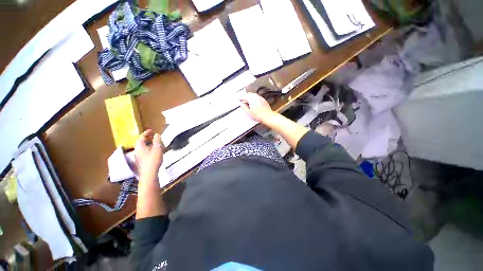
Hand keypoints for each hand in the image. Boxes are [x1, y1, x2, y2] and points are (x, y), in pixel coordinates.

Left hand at [134, 129, 163, 176]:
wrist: (149, 173)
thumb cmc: (153, 159)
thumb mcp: (157, 148)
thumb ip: (157, 141)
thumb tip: (157, 134)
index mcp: (140, 146)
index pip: (141, 137)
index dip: (146, 133)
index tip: (151, 130)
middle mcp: (137, 150)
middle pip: (141, 142)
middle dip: (147, 138)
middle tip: (153, 136)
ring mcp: (138, 156)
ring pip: (142, 147)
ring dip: (148, 143)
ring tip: (155, 143)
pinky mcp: (141, 161)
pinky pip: (144, 151)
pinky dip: (148, 148)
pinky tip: (154, 151)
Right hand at [240, 92, 274, 122]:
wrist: (267, 116)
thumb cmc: (258, 115)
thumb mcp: (248, 112)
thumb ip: (244, 106)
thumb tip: (242, 104)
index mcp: (251, 98)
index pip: (244, 96)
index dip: (240, 98)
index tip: (238, 99)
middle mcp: (256, 96)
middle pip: (249, 94)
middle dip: (245, 97)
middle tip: (242, 100)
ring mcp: (260, 98)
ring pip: (253, 95)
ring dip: (250, 97)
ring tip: (247, 102)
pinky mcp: (263, 100)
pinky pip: (257, 97)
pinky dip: (254, 99)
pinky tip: (253, 103)